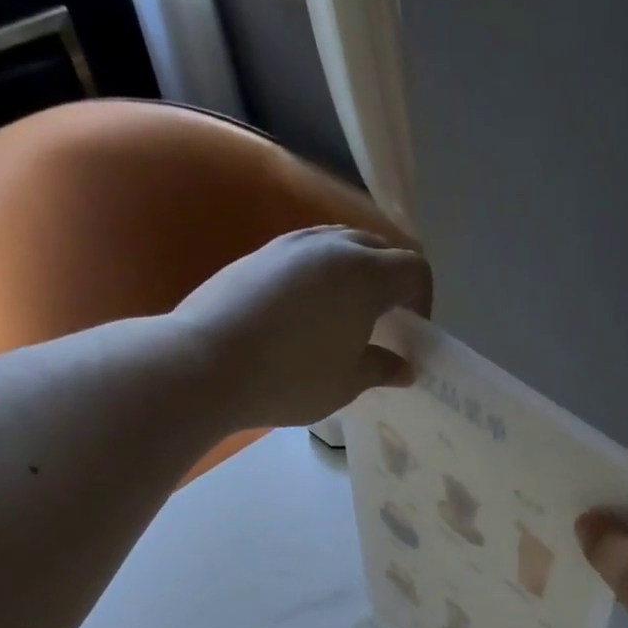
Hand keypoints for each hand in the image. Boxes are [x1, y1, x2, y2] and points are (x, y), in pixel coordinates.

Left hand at [170, 226, 432, 429]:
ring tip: (344, 315)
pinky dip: (319, 275)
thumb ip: (381, 368)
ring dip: (354, 274)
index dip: (422, 299)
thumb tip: (404, 367)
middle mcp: (331, 247)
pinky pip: (305, 255)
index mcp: (365, 274)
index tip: (410, 332)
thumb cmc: (290, 378)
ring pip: (339, 245)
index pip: (413, 269)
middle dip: (390, 282)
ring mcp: (290, 244)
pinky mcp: (259, 254)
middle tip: (382, 322)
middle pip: (379, 248)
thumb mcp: (346, 383)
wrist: (205, 363)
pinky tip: (304, 313)